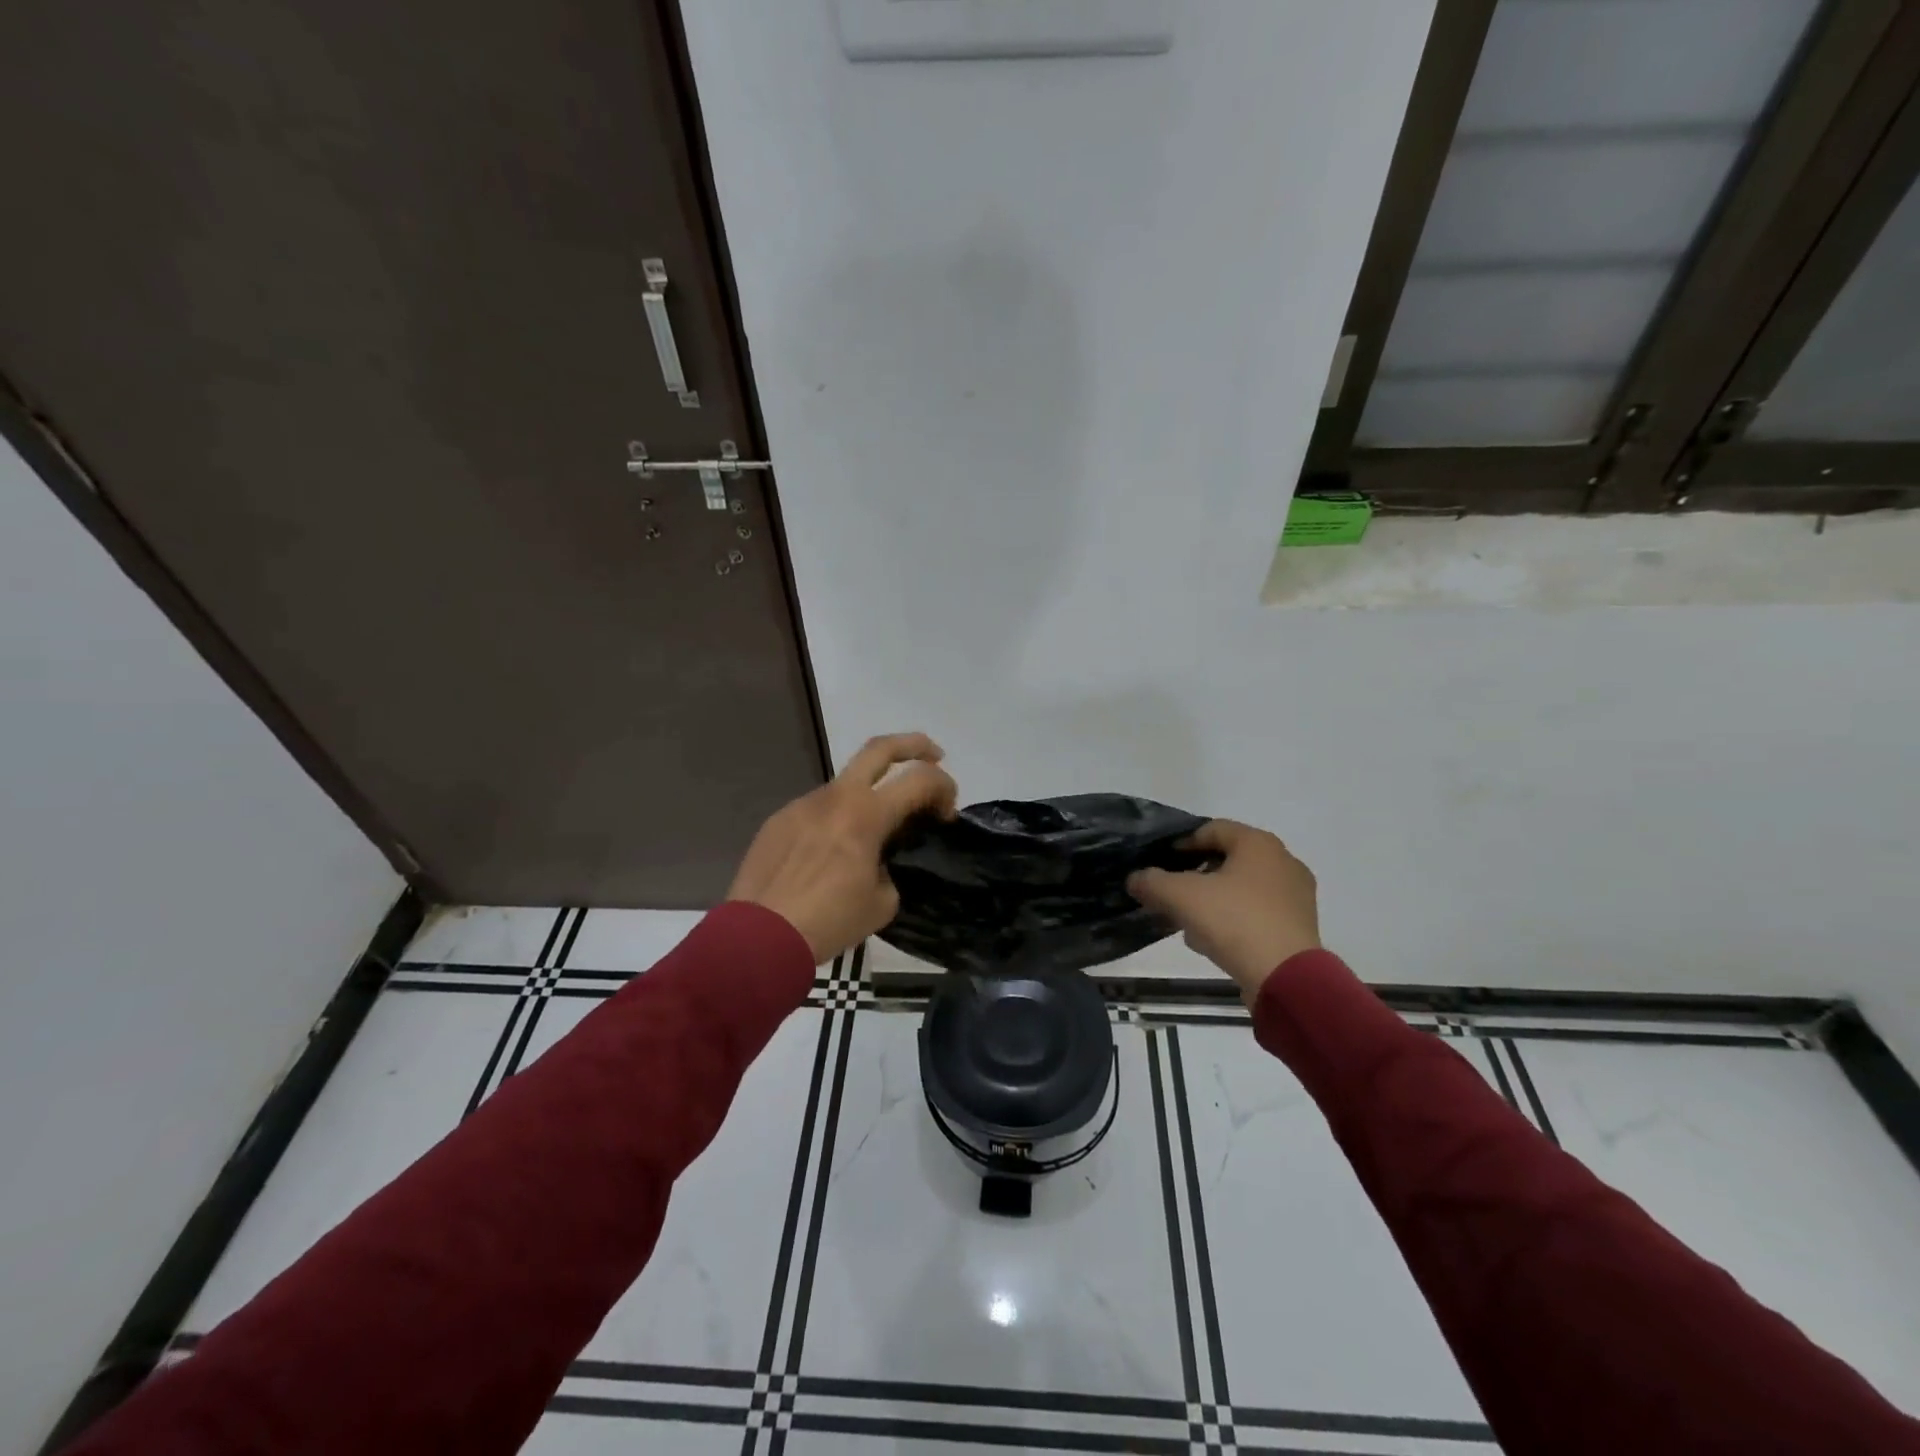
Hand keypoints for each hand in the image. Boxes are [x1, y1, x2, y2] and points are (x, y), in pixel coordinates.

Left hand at [729, 732, 957, 963]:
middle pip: (880, 748)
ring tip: (874, 830)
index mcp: (866, 814)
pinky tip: (831, 852)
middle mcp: (835, 797)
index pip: (920, 780)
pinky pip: (817, 809)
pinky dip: (836, 819)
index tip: (948, 813)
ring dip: (869, 794)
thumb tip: (880, 862)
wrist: (758, 938)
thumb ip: (891, 869)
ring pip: (845, 784)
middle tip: (934, 755)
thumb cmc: (828, 921)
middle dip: (914, 745)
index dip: (944, 788)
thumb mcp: (881, 902)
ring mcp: (802, 804)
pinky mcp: (778, 820)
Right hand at [1128, 820, 1319, 1001]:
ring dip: (1214, 898)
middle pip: (1229, 858)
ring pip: (1243, 887)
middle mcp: (1283, 861)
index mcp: (1258, 843)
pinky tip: (1216, 939)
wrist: (1286, 978)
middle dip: (1197, 874)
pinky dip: (1235, 918)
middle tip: (1173, 892)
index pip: (1212, 829)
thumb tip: (1135, 878)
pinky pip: (1258, 911)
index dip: (1182, 843)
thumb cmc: (1234, 921)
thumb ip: (1152, 882)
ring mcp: (1296, 895)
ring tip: (1190, 921)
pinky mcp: (1300, 925)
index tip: (1162, 862)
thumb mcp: (1181, 897)